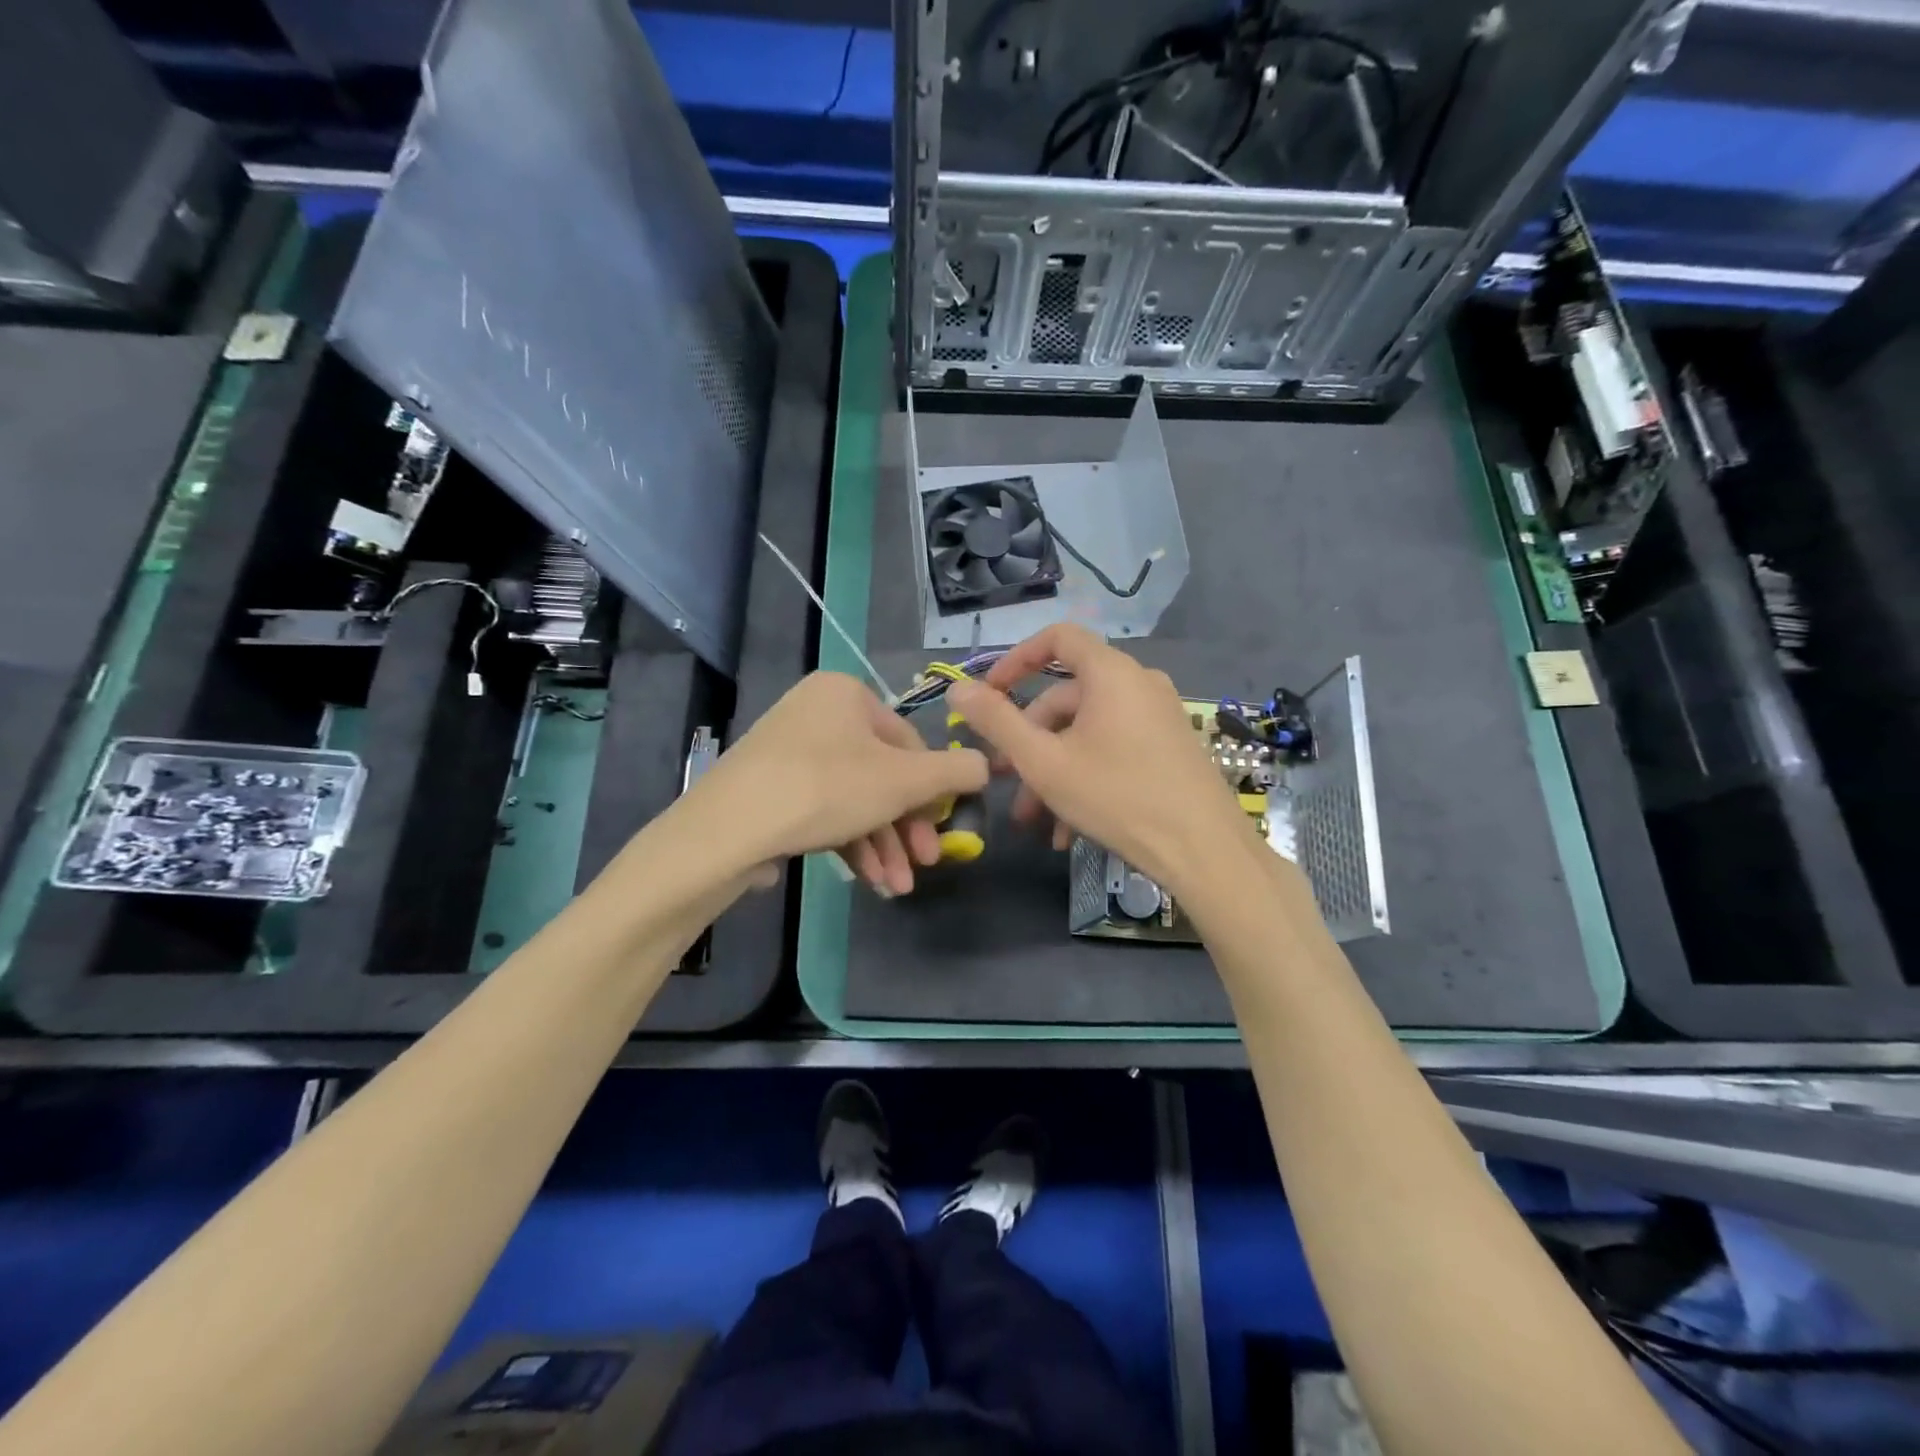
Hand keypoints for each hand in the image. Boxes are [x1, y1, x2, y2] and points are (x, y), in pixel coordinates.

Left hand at [688, 671, 988, 894]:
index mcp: (845, 694)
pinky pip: (822, 809)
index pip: (908, 742)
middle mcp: (815, 713)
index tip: (941, 833)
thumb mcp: (904, 782)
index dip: (931, 791)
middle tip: (923, 866)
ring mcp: (787, 751)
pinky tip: (866, 881)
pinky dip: (849, 843)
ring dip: (881, 845)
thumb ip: (954, 772)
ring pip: (853, 798)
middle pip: (880, 774)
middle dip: (904, 829)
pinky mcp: (768, 787)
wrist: (727, 830)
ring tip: (895, 888)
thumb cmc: (826, 789)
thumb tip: (986, 765)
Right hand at [945, 625, 1247, 894]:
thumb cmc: (1117, 797)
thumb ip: (997, 722)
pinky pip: (1114, 749)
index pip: (1057, 638)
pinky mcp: (1169, 747)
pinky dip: (1085, 777)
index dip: (1016, 660)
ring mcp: (1158, 716)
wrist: (1204, 851)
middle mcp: (1138, 684)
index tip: (989, 696)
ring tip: (1033, 819)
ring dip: (1053, 769)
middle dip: (1029, 740)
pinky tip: (1067, 830)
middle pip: (1068, 697)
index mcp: (1111, 673)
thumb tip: (958, 688)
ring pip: (1088, 732)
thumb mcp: (1045, 762)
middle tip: (1005, 779)